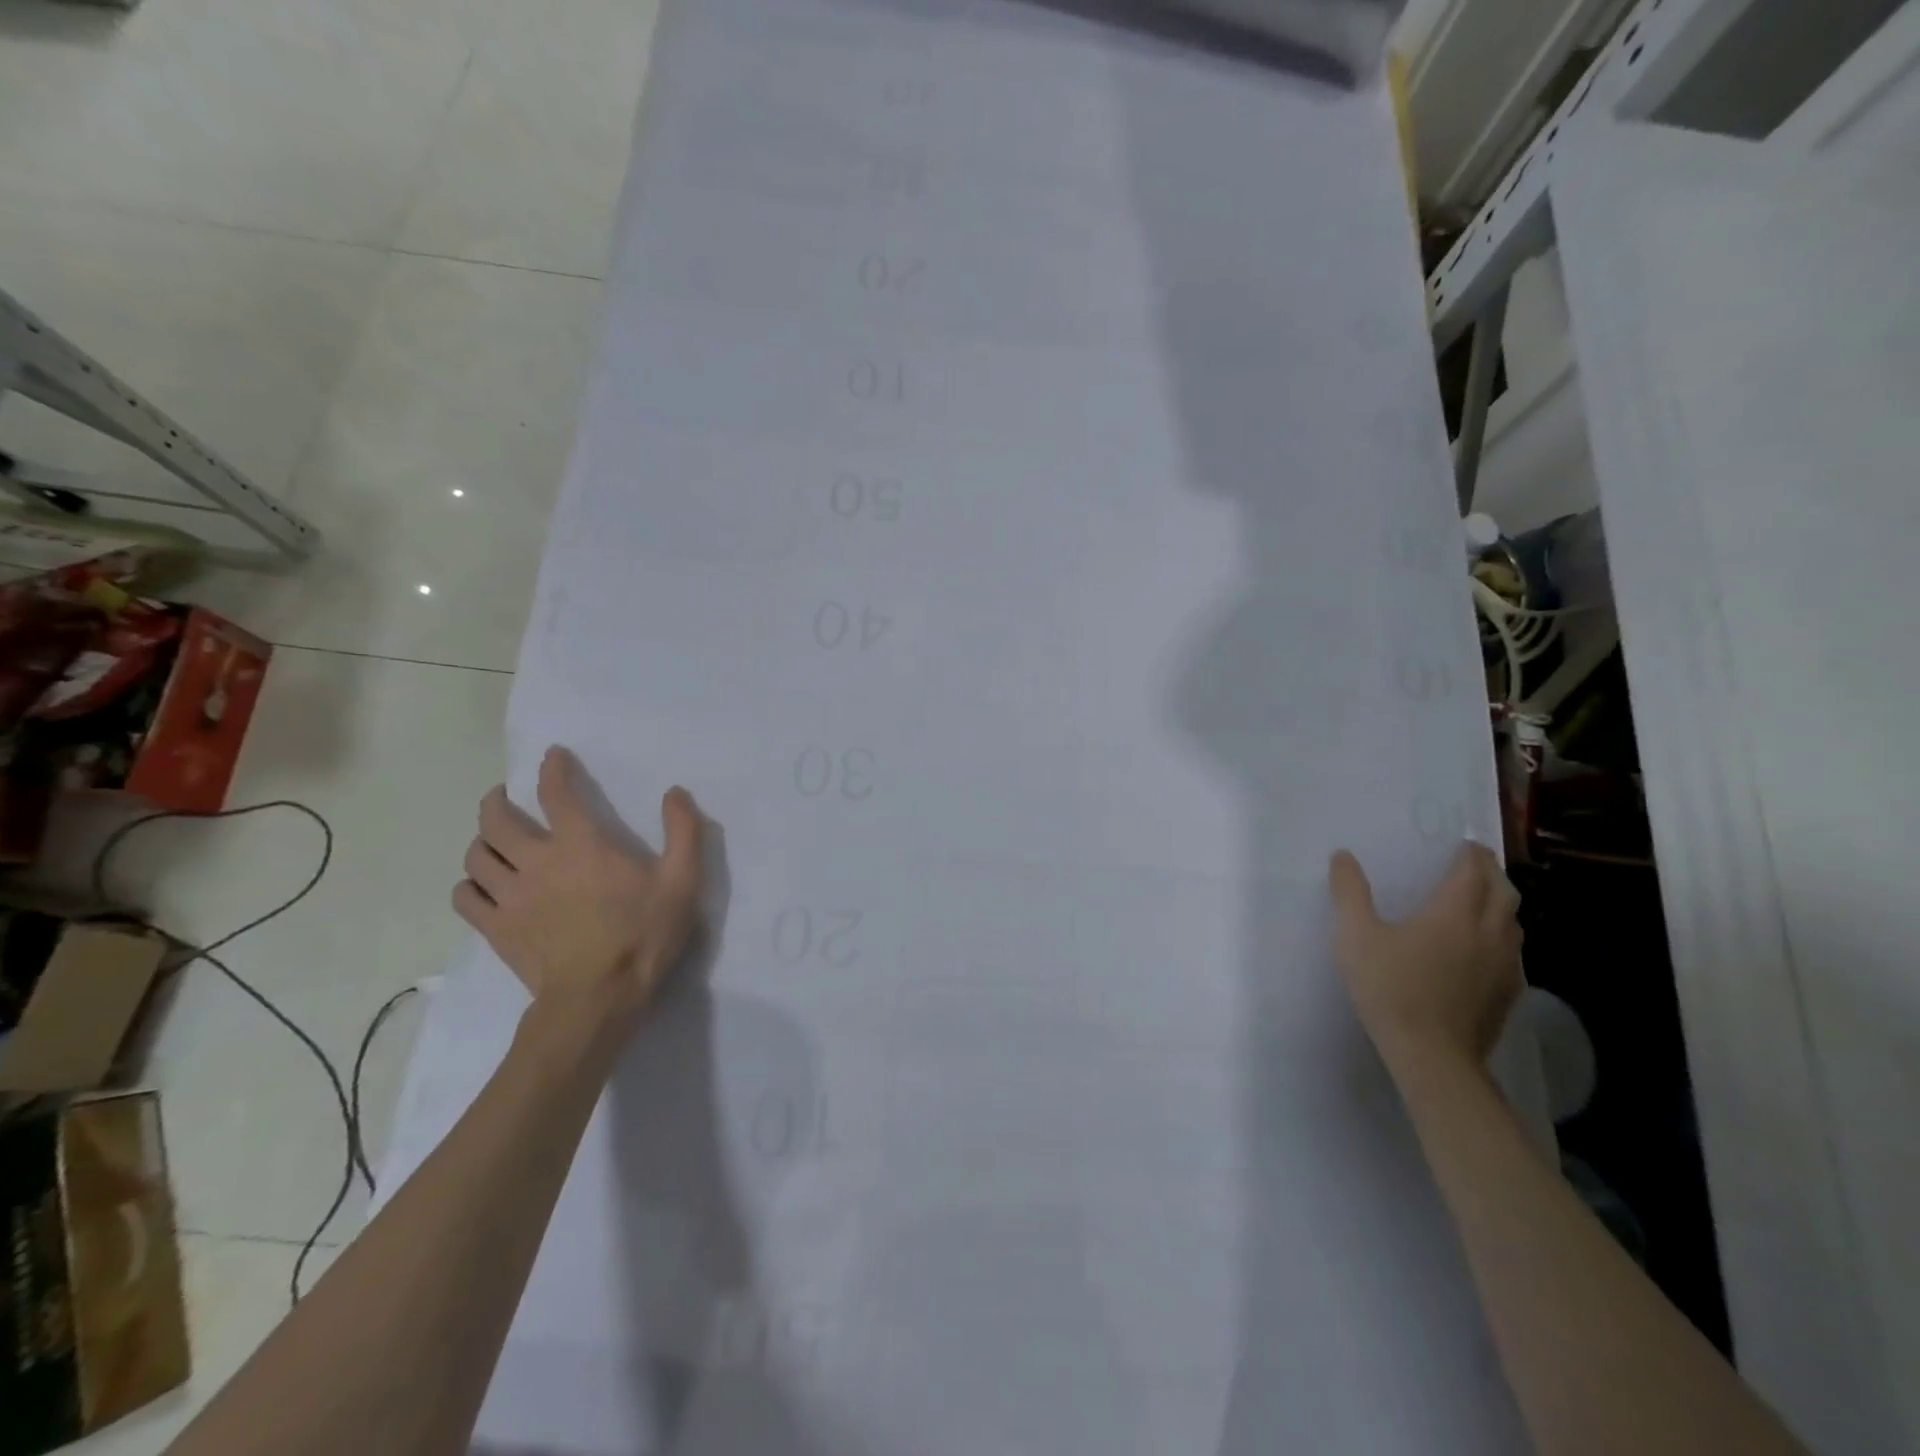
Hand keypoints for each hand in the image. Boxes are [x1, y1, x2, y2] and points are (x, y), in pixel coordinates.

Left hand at [455, 746, 703, 1025]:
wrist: (598, 997)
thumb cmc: (644, 934)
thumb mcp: (684, 881)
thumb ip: (684, 832)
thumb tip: (674, 792)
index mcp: (581, 844)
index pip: (556, 792)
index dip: (552, 769)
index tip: (552, 756)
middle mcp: (536, 861)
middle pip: (497, 819)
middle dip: (498, 800)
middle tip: (505, 797)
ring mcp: (509, 896)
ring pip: (476, 855)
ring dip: (482, 841)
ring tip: (493, 840)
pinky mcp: (495, 927)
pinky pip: (465, 896)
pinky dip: (469, 884)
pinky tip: (482, 886)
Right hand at [1328, 842, 1522, 1068]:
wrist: (1432, 1055)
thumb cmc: (1390, 988)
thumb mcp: (1355, 936)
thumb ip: (1349, 892)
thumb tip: (1343, 857)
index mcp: (1454, 911)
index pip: (1472, 870)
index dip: (1469, 853)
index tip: (1463, 843)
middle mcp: (1489, 931)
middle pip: (1504, 891)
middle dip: (1491, 872)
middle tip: (1473, 865)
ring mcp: (1505, 964)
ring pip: (1513, 922)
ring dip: (1500, 904)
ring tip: (1481, 901)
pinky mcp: (1509, 993)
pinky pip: (1513, 952)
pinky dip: (1502, 937)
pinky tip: (1483, 951)